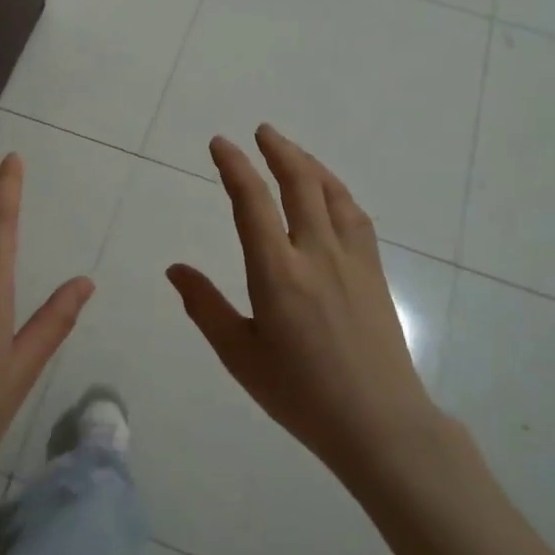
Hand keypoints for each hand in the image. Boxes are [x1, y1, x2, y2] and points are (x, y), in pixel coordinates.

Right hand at [166, 125, 439, 493]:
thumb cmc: (300, 394)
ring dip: (309, 164)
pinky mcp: (374, 272)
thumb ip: (204, 306)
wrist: (380, 423)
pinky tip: (331, 194)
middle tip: (260, 131)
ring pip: (332, 193)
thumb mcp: (240, 355)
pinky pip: (355, 216)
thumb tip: (175, 269)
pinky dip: (336, 192)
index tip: (220, 144)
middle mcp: (316, 254)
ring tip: (292, 152)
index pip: (253, 203)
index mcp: (278, 273)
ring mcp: (352, 260)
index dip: (235, 167)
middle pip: (299, 184)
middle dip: (277, 151)